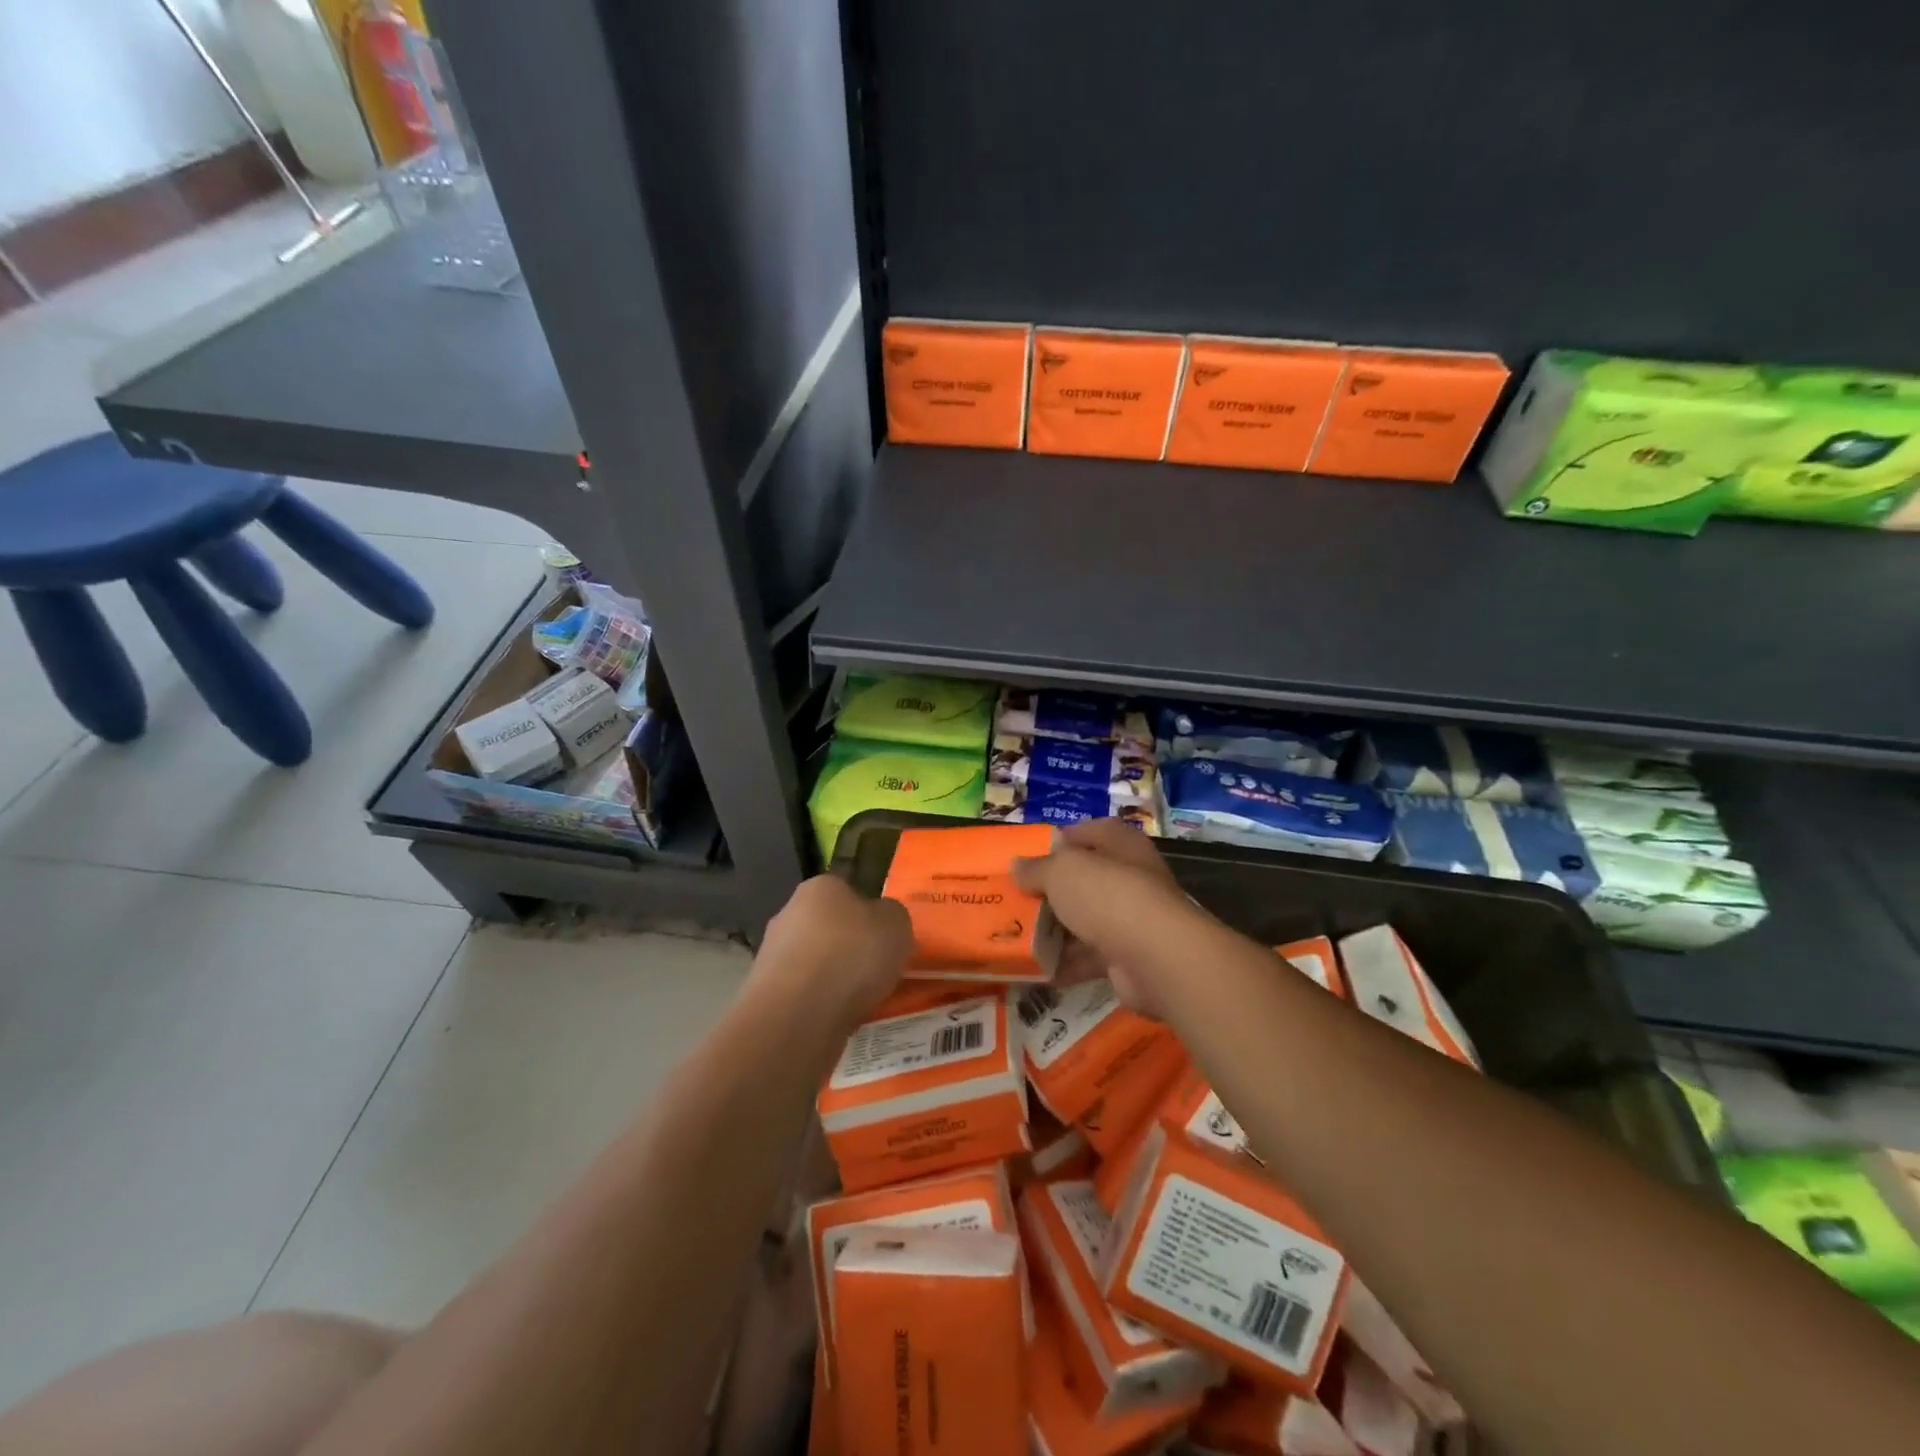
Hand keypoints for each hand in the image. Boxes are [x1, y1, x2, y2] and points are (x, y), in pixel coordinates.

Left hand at [754, 875, 911, 1021]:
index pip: (848, 890)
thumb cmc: (852, 955)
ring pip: (815, 962)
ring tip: (862, 1002)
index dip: (869, 913)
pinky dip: (820, 1004)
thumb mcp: (896, 924)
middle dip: (849, 947)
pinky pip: (804, 994)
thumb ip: (892, 916)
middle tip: (877, 970)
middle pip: (828, 927)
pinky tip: (838, 1019)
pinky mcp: (765, 994)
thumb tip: (881, 921)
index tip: (885, 937)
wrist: (797, 1016)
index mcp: (820, 887)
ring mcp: (772, 954)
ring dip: (833, 978)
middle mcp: (789, 913)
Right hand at [1013, 819, 1197, 1016]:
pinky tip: (1036, 967)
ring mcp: (1132, 918)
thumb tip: (1017, 865)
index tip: (1033, 853)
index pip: (1091, 832)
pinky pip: (1089, 956)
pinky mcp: (1129, 956)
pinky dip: (1066, 962)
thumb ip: (1037, 868)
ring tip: (1017, 934)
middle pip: (1086, 879)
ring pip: (1086, 919)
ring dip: (1056, 930)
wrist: (1154, 956)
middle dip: (1053, 890)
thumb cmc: (1106, 895)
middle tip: (1017, 897)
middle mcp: (1130, 877)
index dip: (1064, 839)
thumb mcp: (1061, 871)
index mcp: (1120, 844)